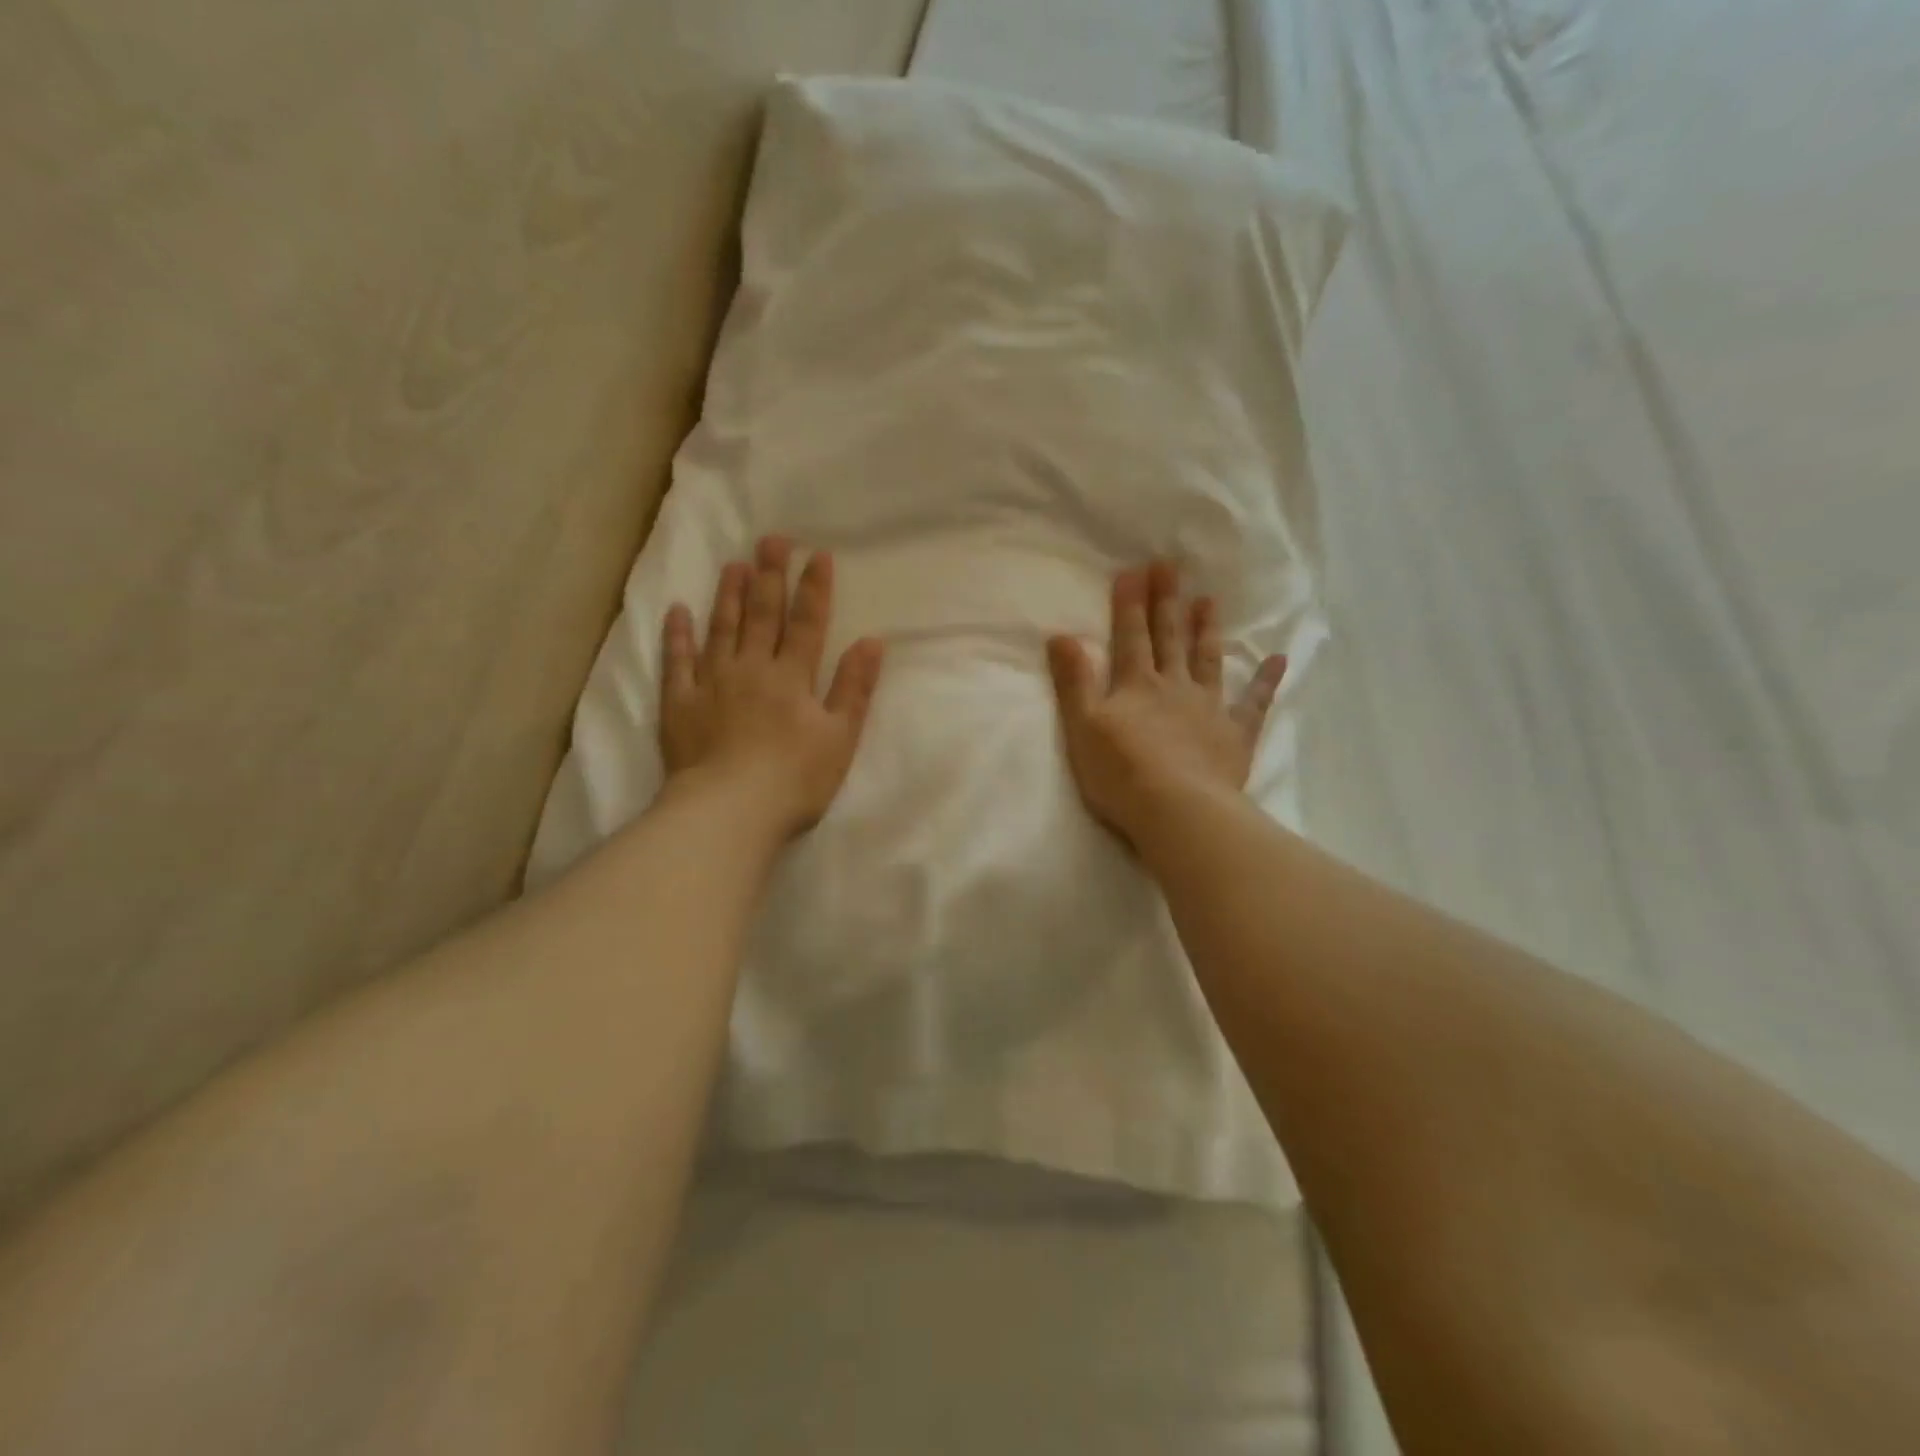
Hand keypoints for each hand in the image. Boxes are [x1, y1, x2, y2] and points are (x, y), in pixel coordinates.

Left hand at [660, 536, 883, 837]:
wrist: (729, 811)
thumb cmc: (794, 780)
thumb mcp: (840, 737)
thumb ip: (854, 688)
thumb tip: (872, 641)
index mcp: (793, 678)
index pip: (808, 624)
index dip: (814, 589)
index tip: (817, 555)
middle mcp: (752, 669)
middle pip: (763, 615)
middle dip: (770, 575)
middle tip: (772, 539)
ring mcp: (711, 683)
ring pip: (721, 628)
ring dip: (728, 595)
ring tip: (733, 563)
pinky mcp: (679, 704)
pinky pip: (677, 662)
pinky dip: (677, 635)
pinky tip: (678, 611)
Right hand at [1048, 561, 1285, 849]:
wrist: (1177, 810)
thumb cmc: (1120, 772)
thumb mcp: (1082, 726)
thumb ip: (1074, 681)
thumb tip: (1061, 635)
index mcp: (1136, 685)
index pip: (1130, 636)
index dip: (1130, 604)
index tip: (1134, 569)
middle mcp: (1173, 686)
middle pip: (1169, 638)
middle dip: (1167, 602)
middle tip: (1171, 566)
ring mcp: (1208, 708)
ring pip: (1207, 660)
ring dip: (1206, 629)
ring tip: (1209, 600)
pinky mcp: (1235, 735)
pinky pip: (1253, 703)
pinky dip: (1265, 681)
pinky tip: (1278, 659)